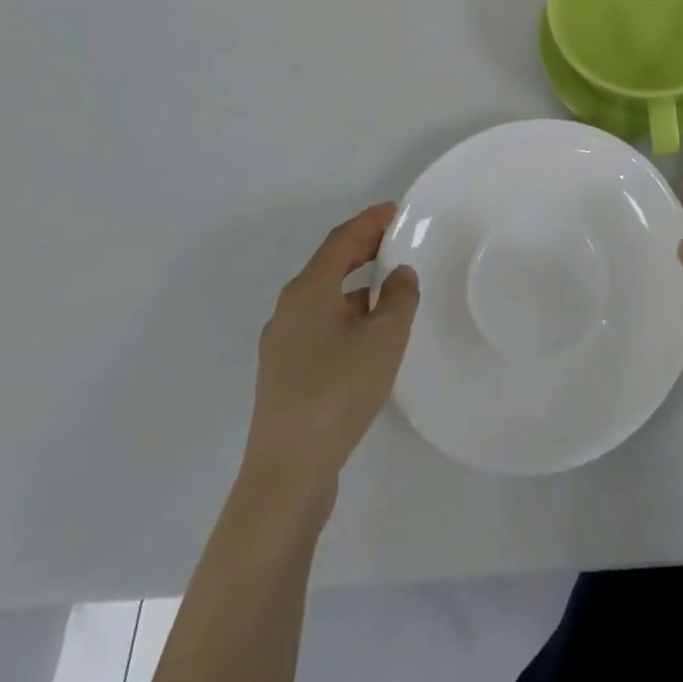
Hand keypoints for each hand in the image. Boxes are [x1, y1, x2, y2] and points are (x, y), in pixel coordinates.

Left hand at [240, 202, 419, 510]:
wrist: (288, 471)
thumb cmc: (339, 389)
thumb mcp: (385, 336)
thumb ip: (400, 297)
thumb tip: (399, 275)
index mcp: (308, 291)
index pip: (341, 240)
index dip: (369, 221)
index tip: (395, 210)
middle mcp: (288, 310)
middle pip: (328, 266)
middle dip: (362, 249)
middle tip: (395, 239)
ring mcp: (282, 344)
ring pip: (324, 298)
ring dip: (355, 284)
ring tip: (390, 286)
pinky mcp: (284, 374)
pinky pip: (320, 324)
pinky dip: (346, 313)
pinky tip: (368, 333)